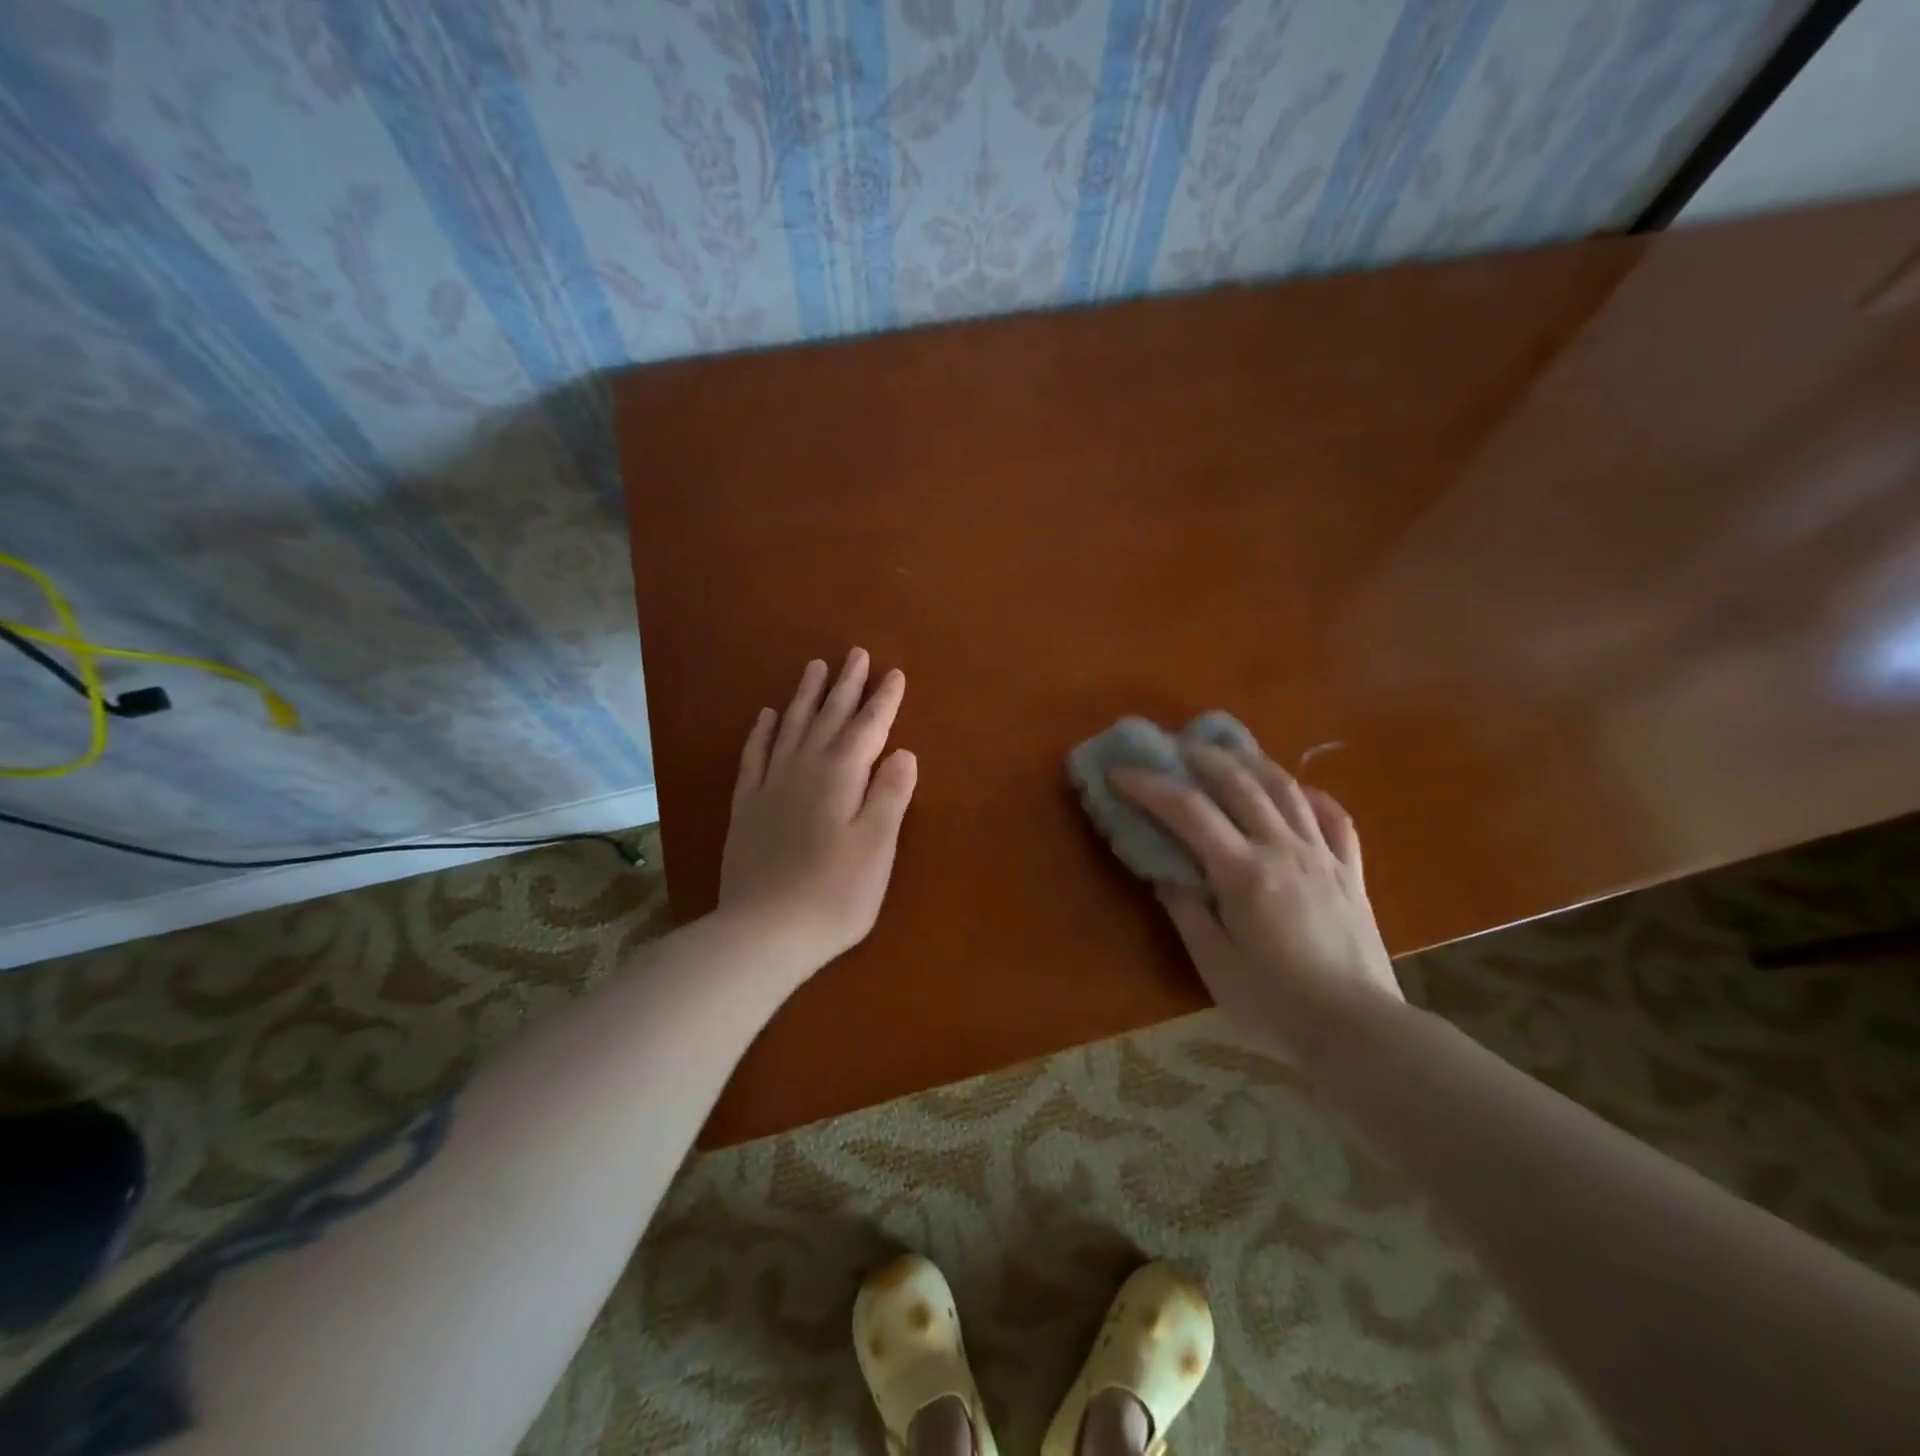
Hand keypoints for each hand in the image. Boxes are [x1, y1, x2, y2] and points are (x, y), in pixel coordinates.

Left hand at [717, 649, 917, 977]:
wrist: (764, 931)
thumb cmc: (834, 893)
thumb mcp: (877, 846)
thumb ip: (890, 794)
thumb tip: (903, 752)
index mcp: (841, 776)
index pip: (868, 728)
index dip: (883, 700)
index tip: (894, 672)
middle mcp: (804, 769)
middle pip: (828, 717)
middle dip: (845, 685)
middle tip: (855, 653)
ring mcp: (770, 785)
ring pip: (790, 727)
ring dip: (805, 696)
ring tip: (815, 667)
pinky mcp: (747, 806)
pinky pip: (754, 756)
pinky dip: (762, 732)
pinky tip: (765, 715)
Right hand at [1113, 745, 1401, 1059]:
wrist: (1360, 1032)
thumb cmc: (1276, 1004)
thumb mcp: (1214, 964)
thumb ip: (1187, 911)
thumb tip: (1165, 873)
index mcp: (1243, 872)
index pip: (1188, 811)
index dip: (1150, 786)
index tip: (1121, 772)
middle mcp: (1283, 849)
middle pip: (1240, 784)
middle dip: (1202, 758)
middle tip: (1174, 747)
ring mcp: (1323, 857)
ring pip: (1287, 790)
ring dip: (1253, 762)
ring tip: (1230, 752)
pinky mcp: (1351, 872)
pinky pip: (1335, 819)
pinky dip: (1311, 796)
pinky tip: (1297, 792)